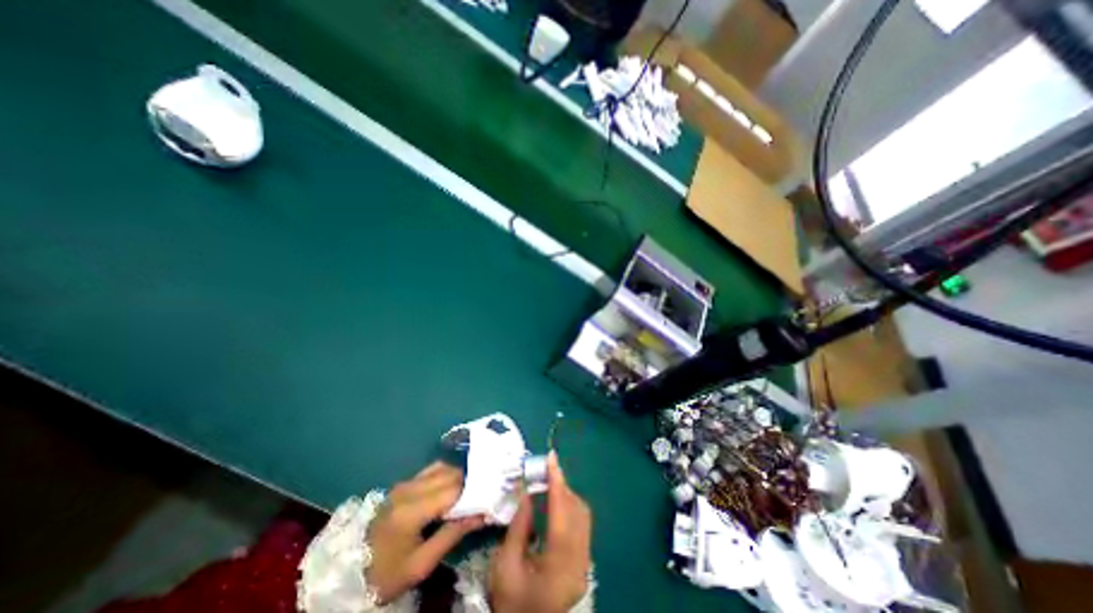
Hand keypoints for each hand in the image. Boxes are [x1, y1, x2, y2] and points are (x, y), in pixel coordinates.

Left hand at [366, 463, 481, 600]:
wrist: (351, 573)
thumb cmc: (387, 574)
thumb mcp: (421, 564)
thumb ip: (452, 534)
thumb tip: (482, 514)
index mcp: (411, 510)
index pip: (453, 489)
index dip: (474, 491)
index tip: (488, 498)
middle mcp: (408, 489)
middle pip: (449, 474)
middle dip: (469, 482)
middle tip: (482, 494)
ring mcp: (404, 484)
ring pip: (442, 468)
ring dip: (458, 477)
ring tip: (470, 492)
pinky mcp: (403, 484)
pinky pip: (431, 470)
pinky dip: (446, 474)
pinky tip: (452, 487)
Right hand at [489, 449, 588, 612]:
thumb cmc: (511, 602)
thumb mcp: (505, 566)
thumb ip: (518, 526)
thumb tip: (528, 492)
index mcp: (559, 566)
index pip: (561, 514)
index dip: (557, 483)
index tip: (552, 458)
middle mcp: (579, 562)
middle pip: (576, 511)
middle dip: (561, 485)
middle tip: (545, 469)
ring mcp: (585, 563)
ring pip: (582, 515)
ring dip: (566, 494)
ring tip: (548, 482)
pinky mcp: (584, 562)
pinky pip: (581, 524)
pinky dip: (569, 507)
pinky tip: (555, 502)